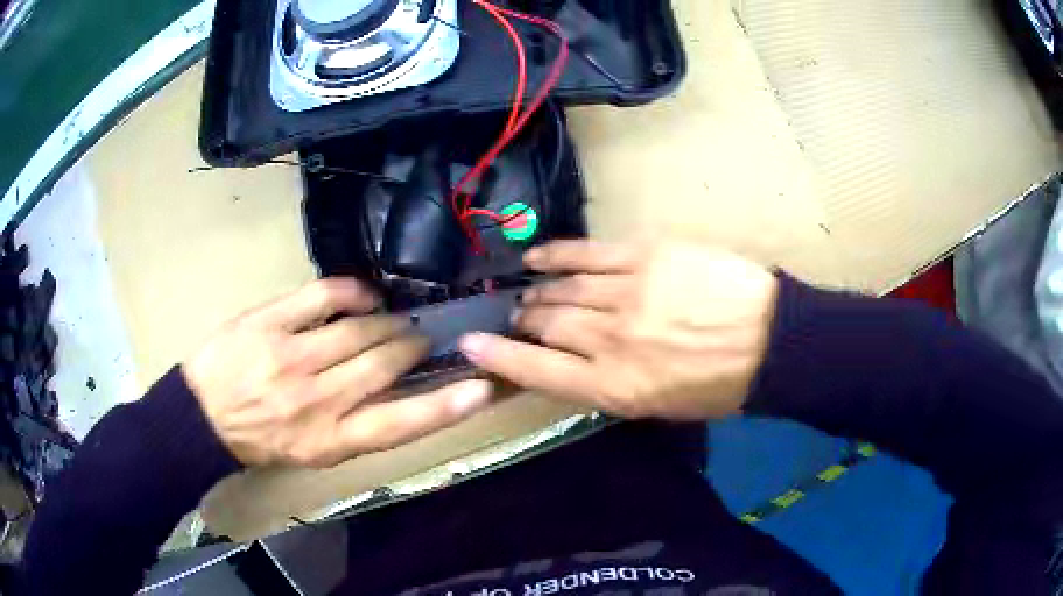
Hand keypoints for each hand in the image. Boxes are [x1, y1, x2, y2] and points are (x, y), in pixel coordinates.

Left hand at [183, 279, 492, 467]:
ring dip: (386, 321)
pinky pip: (324, 296)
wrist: (202, 418)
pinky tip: (363, 295)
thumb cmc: (261, 440)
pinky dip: (352, 291)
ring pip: (360, 329)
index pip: (401, 424)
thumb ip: (357, 427)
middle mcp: (318, 401)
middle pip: (385, 364)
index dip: (447, 406)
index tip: (482, 387)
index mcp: (331, 440)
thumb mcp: (314, 452)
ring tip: (391, 320)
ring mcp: (292, 358)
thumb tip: (399, 391)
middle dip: (410, 346)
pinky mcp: (269, 323)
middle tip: (417, 339)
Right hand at [459, 241, 776, 419]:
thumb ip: (610, 387)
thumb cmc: (718, 386)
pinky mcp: (643, 257)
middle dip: (524, 323)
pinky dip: (556, 255)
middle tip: (518, 320)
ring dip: (538, 292)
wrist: (769, 341)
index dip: (498, 358)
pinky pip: (586, 253)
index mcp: (614, 386)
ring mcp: (625, 293)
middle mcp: (610, 339)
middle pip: (546, 325)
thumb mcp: (659, 407)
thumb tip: (572, 366)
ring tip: (529, 293)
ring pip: (562, 289)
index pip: (537, 371)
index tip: (471, 345)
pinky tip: (537, 257)